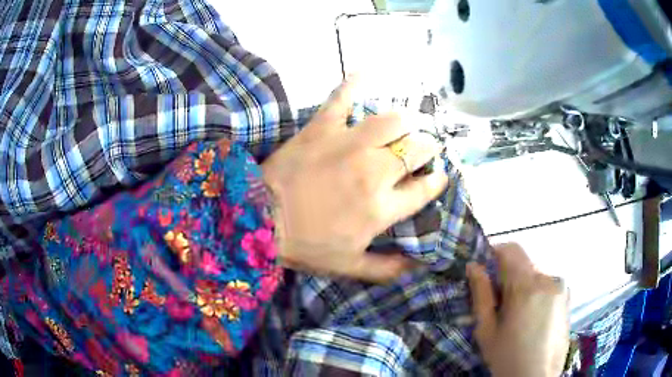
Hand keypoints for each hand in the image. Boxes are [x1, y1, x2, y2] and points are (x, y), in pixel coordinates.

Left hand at [261, 77, 447, 282]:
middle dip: (427, 148)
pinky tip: (366, 72)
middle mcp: (375, 171)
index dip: (436, 181)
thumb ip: (387, 268)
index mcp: (382, 208)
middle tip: (422, 148)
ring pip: (394, 120)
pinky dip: (354, 82)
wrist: (260, 220)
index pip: (425, 188)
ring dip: (405, 121)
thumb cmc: (306, 245)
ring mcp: (349, 145)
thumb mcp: (350, 267)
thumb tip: (417, 266)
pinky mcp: (323, 128)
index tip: (437, 177)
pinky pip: (342, 97)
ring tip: (404, 124)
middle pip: (416, 150)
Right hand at [467, 243, 569, 376]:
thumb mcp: (487, 330)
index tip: (484, 270)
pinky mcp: (567, 298)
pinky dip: (536, 292)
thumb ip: (481, 294)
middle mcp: (549, 279)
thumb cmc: (507, 358)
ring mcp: (561, 288)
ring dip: (523, 285)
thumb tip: (473, 266)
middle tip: (498, 302)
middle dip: (508, 275)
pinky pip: (548, 285)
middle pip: (524, 263)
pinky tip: (531, 318)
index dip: (494, 253)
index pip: (511, 250)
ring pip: (536, 274)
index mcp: (528, 286)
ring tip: (516, 314)